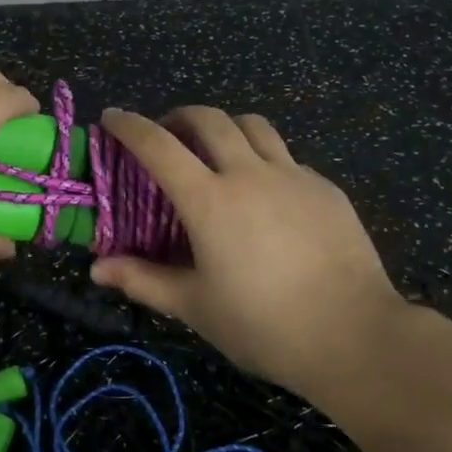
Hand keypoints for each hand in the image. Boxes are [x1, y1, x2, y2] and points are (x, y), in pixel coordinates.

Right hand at [89, 107, 410, 396]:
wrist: (354, 335)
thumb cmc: (263, 325)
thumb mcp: (195, 307)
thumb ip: (144, 280)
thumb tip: (97, 269)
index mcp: (209, 200)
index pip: (159, 145)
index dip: (130, 126)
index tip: (112, 117)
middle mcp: (249, 173)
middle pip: (209, 119)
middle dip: (179, 116)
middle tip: (168, 135)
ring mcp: (293, 176)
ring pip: (253, 126)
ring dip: (225, 127)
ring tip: (216, 151)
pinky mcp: (325, 188)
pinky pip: (285, 157)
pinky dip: (263, 160)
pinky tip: (266, 194)